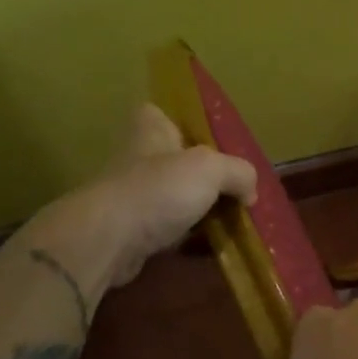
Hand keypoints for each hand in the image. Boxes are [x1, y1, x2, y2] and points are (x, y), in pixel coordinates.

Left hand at [72, 102, 257, 288]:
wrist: (107, 241)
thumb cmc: (159, 189)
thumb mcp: (213, 169)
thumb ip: (239, 173)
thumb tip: (250, 193)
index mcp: (151, 132)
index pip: (157, 113)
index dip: (177, 120)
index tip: (203, 136)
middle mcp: (138, 160)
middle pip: (173, 159)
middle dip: (200, 172)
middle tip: (233, 185)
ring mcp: (132, 197)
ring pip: (173, 196)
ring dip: (197, 207)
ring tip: (231, 218)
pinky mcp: (131, 232)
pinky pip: (168, 230)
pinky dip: (188, 237)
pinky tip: (211, 244)